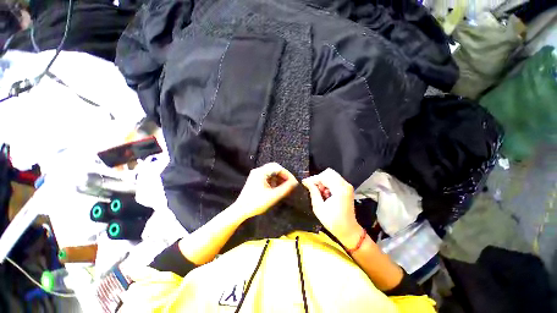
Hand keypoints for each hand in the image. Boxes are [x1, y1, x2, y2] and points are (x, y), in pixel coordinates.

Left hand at [233, 163, 298, 219]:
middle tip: (290, 183)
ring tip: (284, 186)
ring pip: (271, 172)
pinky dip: (273, 181)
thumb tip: (295, 183)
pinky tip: (277, 188)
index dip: (287, 174)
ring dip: (279, 178)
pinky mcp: (255, 180)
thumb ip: (285, 188)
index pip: (278, 168)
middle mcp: (258, 171)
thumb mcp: (273, 196)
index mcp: (261, 172)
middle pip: (274, 168)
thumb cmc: (256, 203)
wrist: (240, 210)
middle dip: (283, 175)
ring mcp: (256, 175)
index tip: (293, 182)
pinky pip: (267, 177)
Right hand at [302, 169, 362, 247]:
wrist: (348, 230)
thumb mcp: (319, 207)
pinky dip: (328, 184)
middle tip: (313, 188)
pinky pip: (335, 180)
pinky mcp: (347, 188)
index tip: (305, 183)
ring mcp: (347, 186)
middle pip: (329, 172)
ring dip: (323, 181)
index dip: (313, 179)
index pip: (324, 176)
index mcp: (339, 190)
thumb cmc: (333, 221)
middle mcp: (345, 185)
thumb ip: (313, 192)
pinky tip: (325, 193)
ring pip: (332, 175)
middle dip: (319, 179)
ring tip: (320, 192)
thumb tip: (306, 182)